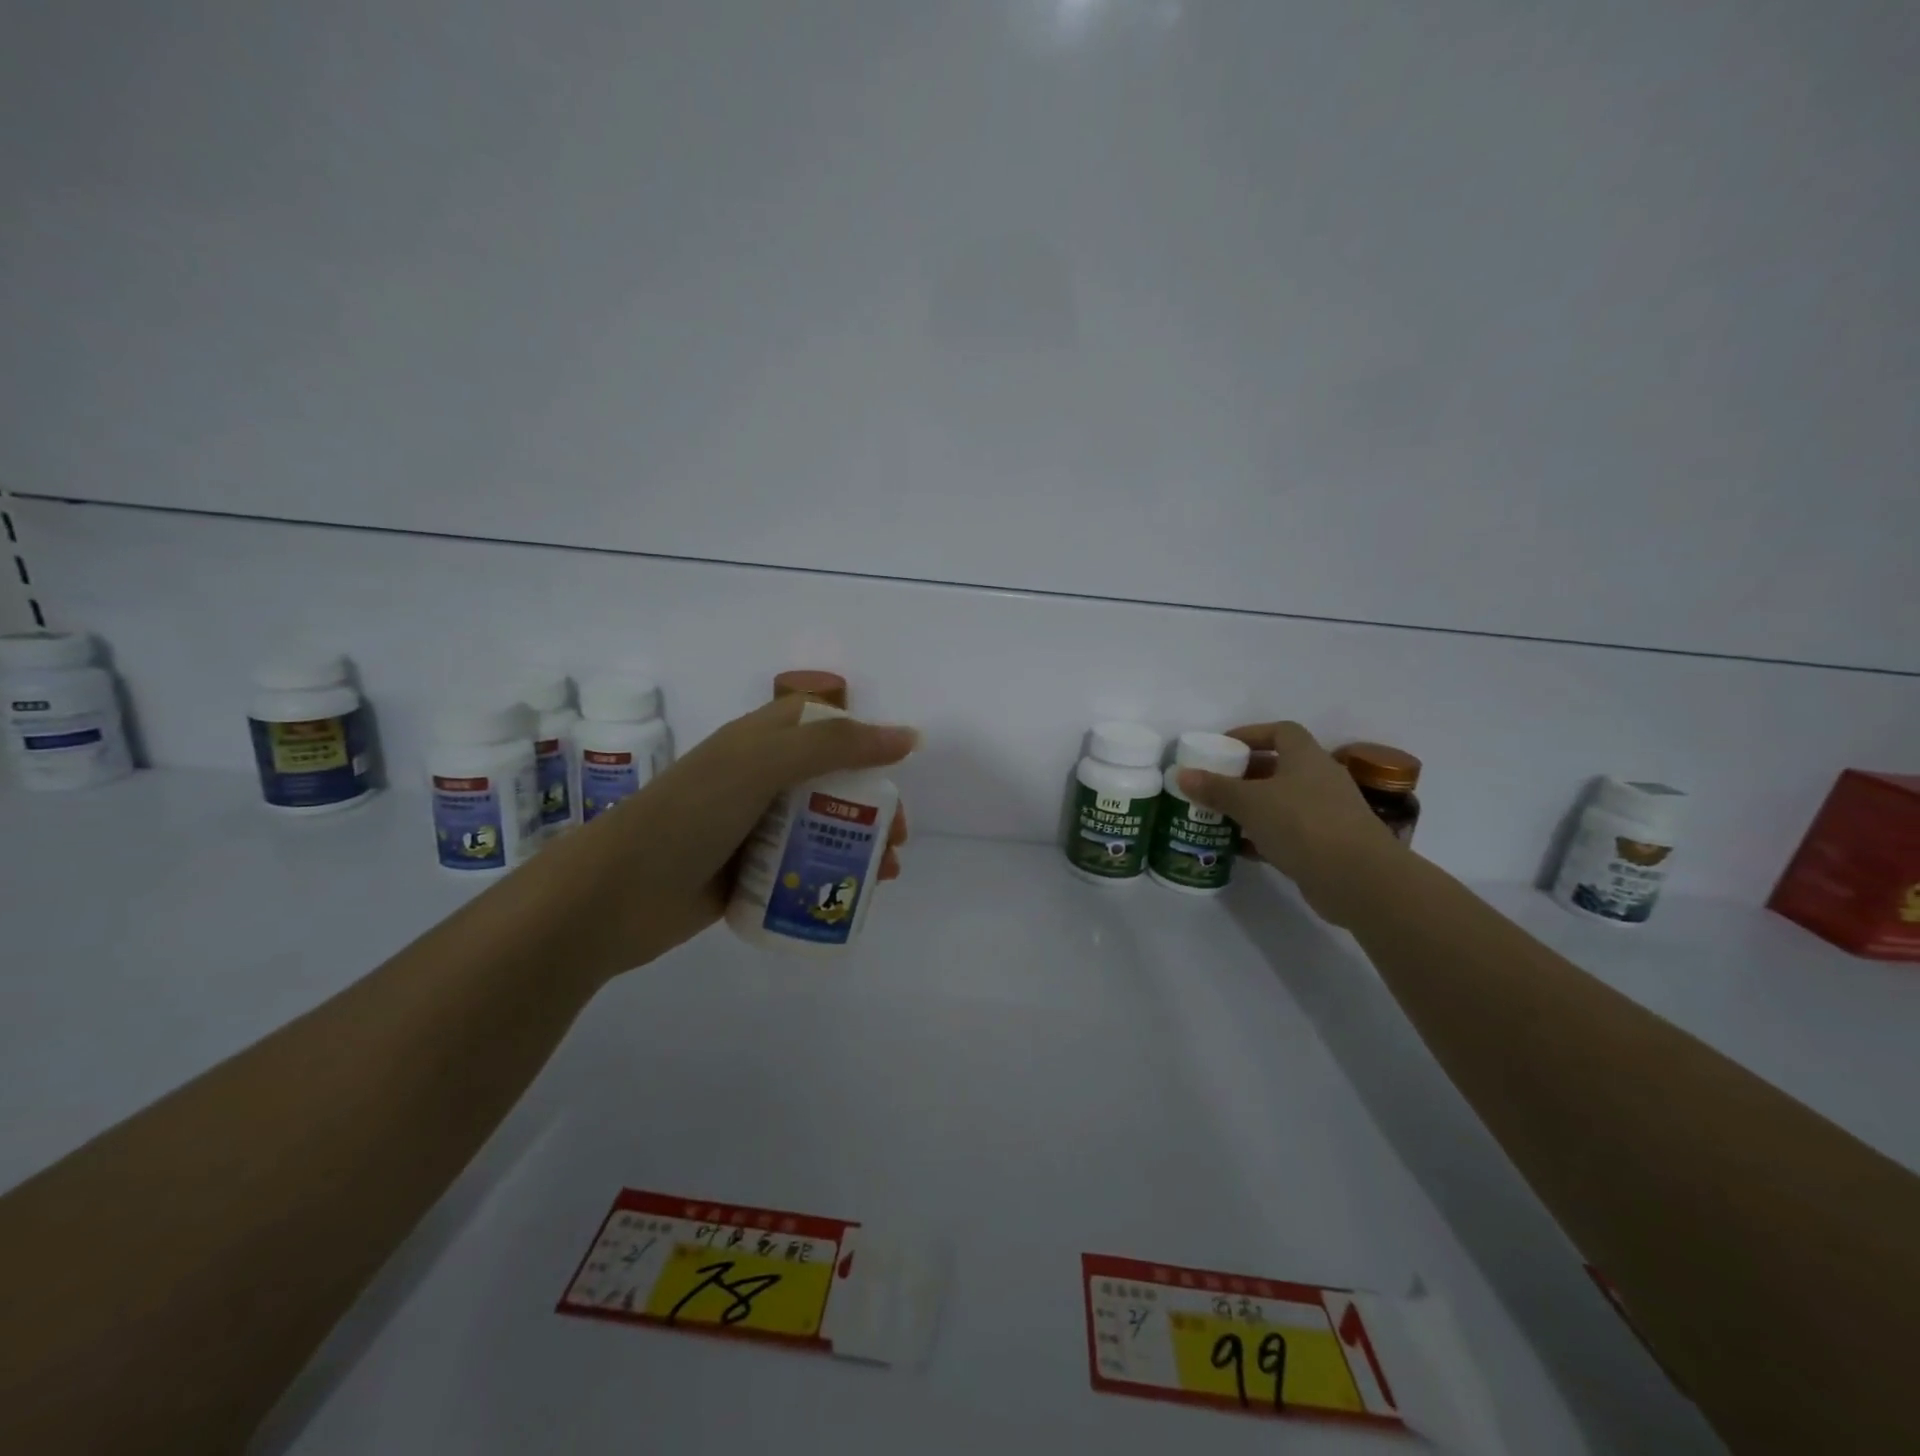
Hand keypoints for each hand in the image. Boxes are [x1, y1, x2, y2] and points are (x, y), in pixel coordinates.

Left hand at [557, 696, 917, 973]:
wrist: (615, 895)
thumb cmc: (691, 815)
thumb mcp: (762, 765)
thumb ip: (835, 746)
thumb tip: (908, 737)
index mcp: (757, 741)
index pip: (821, 724)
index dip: (861, 738)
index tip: (894, 768)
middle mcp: (756, 779)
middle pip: (830, 780)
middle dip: (871, 804)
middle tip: (898, 835)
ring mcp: (750, 827)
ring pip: (819, 826)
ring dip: (859, 844)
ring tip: (887, 873)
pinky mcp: (745, 872)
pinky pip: (800, 866)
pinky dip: (830, 876)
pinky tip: (850, 896)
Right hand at [1176, 721, 1400, 926]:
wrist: (1358, 879)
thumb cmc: (1302, 824)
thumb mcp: (1250, 803)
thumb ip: (1215, 788)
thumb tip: (1182, 774)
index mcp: (1306, 758)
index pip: (1280, 731)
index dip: (1251, 735)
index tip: (1223, 747)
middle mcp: (1320, 779)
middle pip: (1279, 767)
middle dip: (1245, 775)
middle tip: (1214, 784)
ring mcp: (1327, 813)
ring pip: (1282, 802)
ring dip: (1252, 807)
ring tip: (1219, 815)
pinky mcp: (1326, 845)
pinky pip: (1288, 832)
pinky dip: (1263, 836)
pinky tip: (1238, 848)